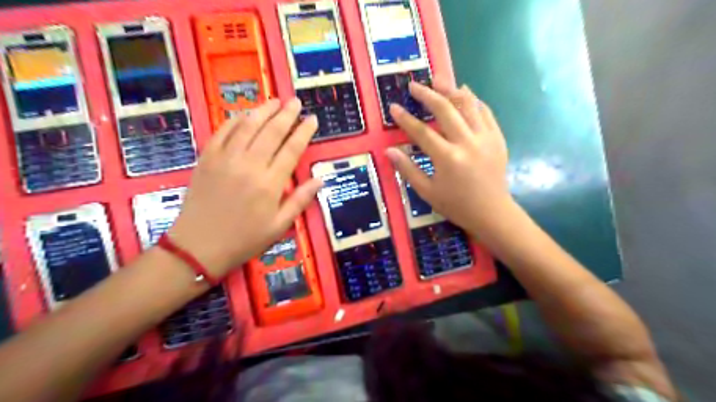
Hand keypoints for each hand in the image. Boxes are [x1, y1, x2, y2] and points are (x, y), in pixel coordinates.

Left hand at [169, 100, 319, 276]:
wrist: (198, 247)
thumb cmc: (244, 240)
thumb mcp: (279, 226)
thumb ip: (300, 200)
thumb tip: (320, 179)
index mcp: (270, 184)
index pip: (292, 149)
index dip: (304, 132)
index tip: (312, 119)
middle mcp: (249, 165)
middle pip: (272, 132)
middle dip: (287, 114)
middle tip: (296, 101)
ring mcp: (225, 159)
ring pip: (248, 126)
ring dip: (263, 110)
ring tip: (275, 101)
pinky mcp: (207, 158)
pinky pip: (223, 132)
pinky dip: (235, 119)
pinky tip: (245, 114)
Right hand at [386, 77, 514, 235]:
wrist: (492, 213)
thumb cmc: (456, 205)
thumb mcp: (427, 192)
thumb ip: (408, 170)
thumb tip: (389, 151)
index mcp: (447, 158)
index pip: (421, 132)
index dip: (405, 119)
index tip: (394, 107)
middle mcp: (467, 142)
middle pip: (445, 109)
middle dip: (427, 94)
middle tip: (414, 85)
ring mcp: (485, 138)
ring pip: (468, 105)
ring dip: (451, 90)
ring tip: (438, 80)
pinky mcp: (497, 138)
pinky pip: (485, 112)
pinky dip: (474, 100)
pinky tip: (465, 92)